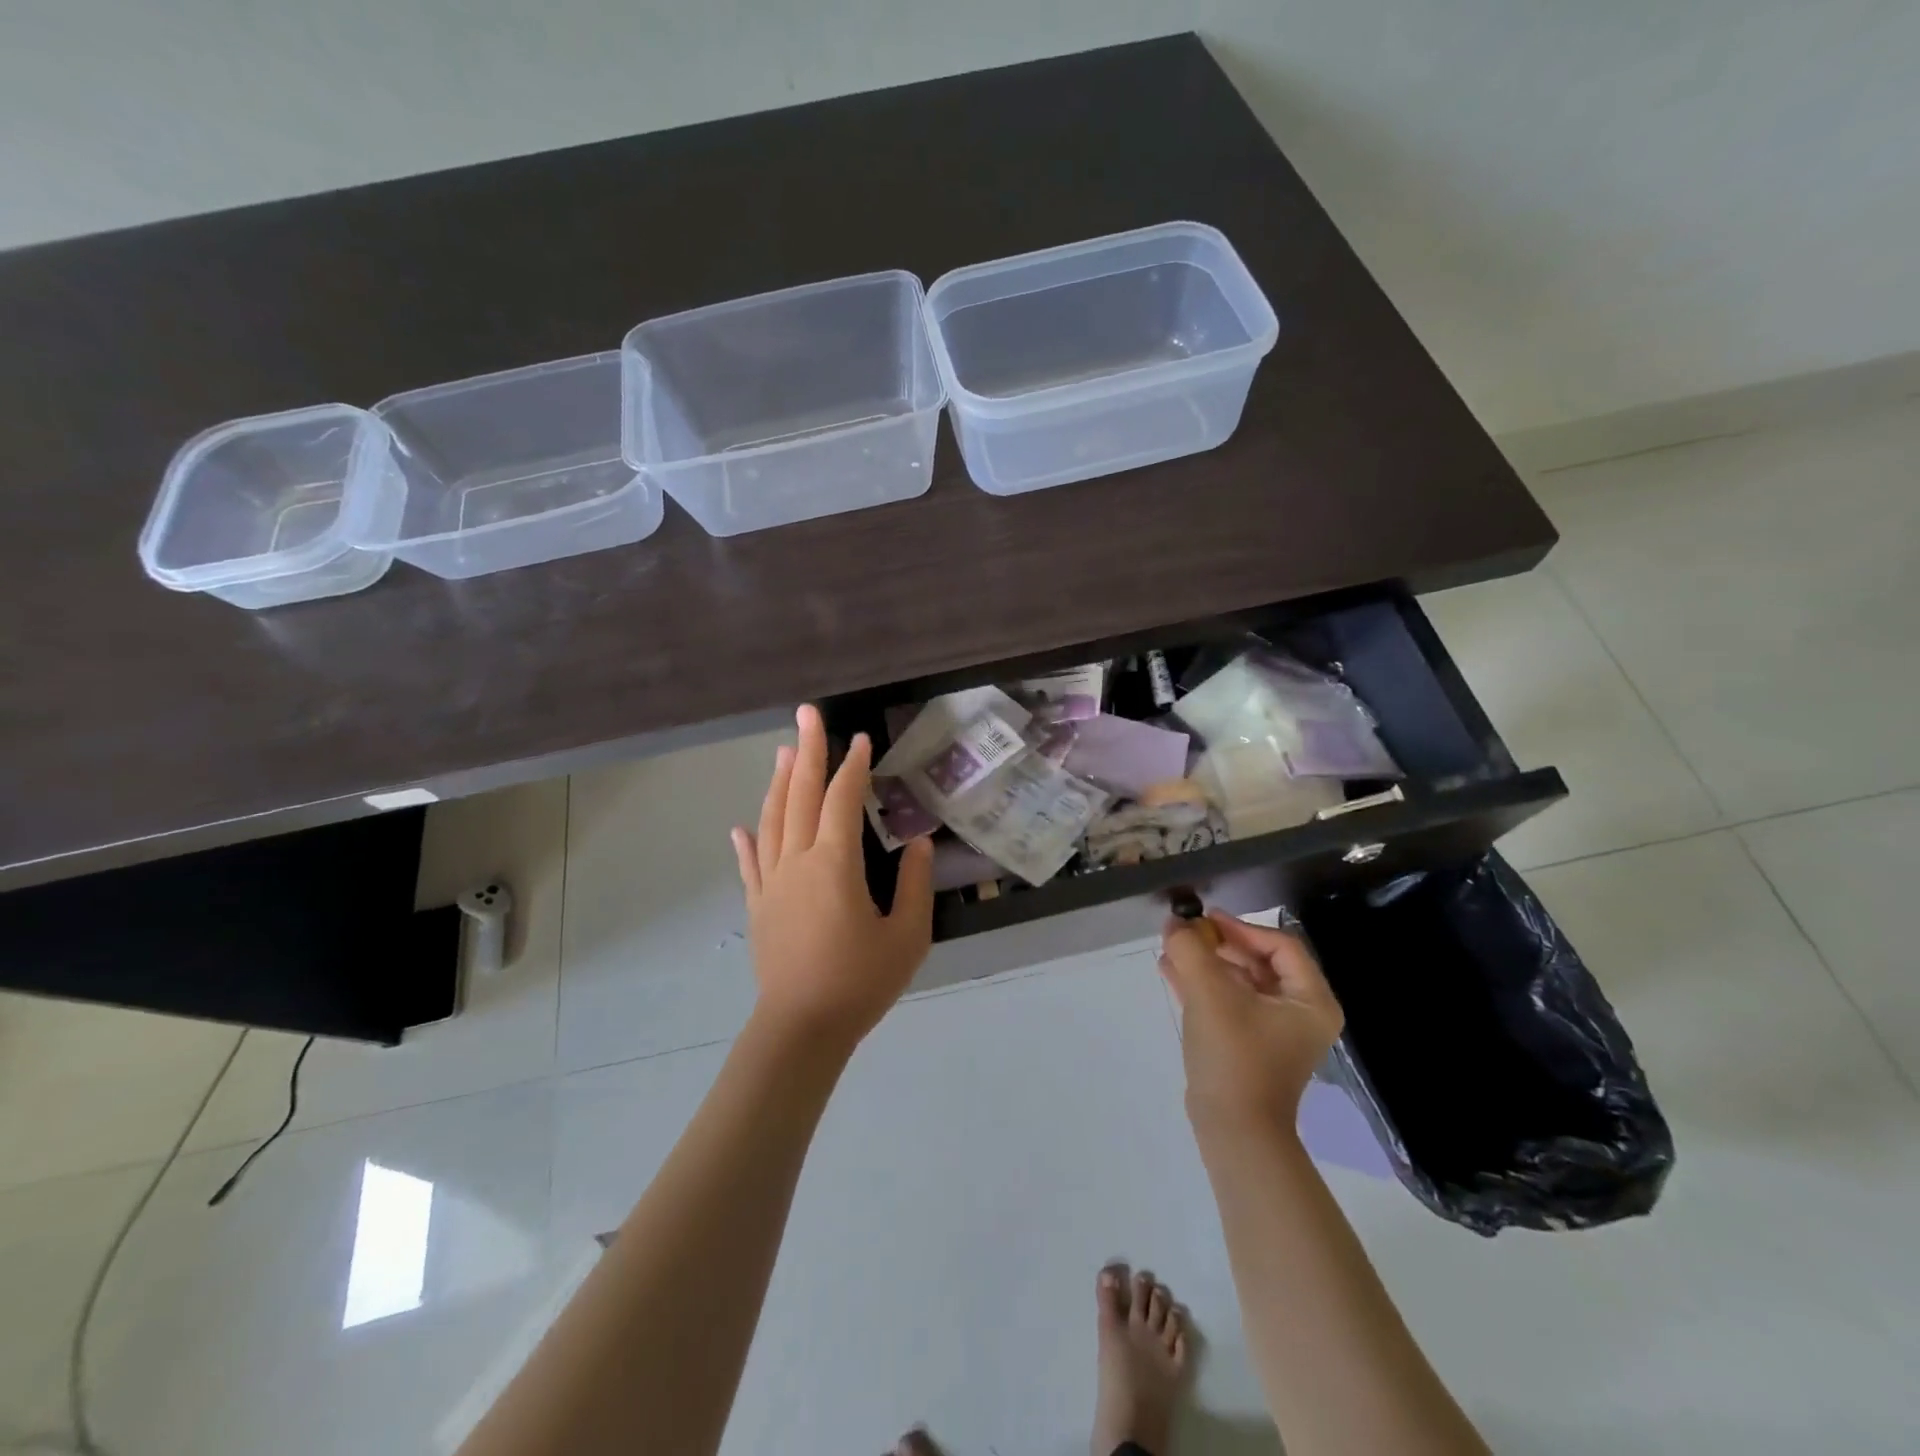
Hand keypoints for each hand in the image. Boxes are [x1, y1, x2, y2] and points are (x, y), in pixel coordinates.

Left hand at [731, 705, 933, 1053]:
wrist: (802, 1029)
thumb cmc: (860, 982)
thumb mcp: (907, 936)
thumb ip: (914, 884)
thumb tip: (919, 843)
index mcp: (835, 864)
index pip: (843, 800)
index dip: (853, 766)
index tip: (861, 739)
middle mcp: (798, 862)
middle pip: (800, 796)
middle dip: (807, 752)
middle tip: (806, 714)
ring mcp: (772, 883)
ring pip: (772, 821)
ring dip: (779, 783)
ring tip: (784, 752)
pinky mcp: (759, 907)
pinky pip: (751, 865)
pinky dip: (747, 842)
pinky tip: (741, 827)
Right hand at [1159, 910, 1344, 1131]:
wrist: (1233, 1131)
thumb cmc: (1234, 1056)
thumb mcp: (1209, 994)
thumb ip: (1190, 950)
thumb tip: (1174, 922)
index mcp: (1310, 1000)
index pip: (1280, 945)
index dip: (1241, 927)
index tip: (1205, 919)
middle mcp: (1300, 1013)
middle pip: (1259, 961)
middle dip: (1218, 944)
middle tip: (1184, 932)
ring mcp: (1274, 1032)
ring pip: (1240, 981)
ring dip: (1206, 962)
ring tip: (1171, 948)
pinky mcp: (1249, 1045)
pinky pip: (1229, 1002)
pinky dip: (1203, 985)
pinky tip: (1170, 971)